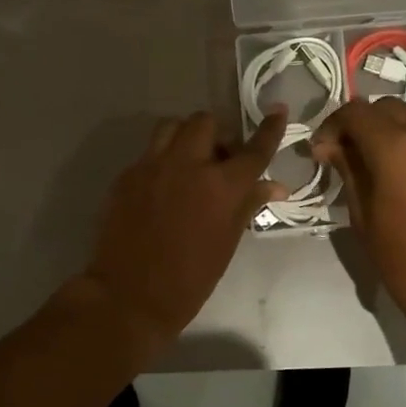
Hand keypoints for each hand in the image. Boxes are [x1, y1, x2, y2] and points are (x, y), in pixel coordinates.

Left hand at [81, 110, 286, 348]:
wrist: (129, 296)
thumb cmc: (189, 279)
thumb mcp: (227, 243)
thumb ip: (248, 205)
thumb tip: (274, 186)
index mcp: (219, 186)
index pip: (253, 149)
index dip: (269, 128)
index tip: (278, 110)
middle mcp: (186, 165)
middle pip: (205, 122)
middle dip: (218, 134)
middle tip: (221, 158)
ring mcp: (151, 166)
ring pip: (172, 126)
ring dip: (187, 136)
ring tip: (190, 161)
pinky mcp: (126, 175)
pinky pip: (150, 151)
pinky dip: (164, 158)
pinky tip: (165, 184)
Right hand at [311, 99, 405, 323]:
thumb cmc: (402, 258)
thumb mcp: (362, 215)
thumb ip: (347, 171)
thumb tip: (330, 146)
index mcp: (395, 146)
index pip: (354, 112)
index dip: (332, 126)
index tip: (321, 151)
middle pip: (385, 107)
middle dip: (360, 123)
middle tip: (345, 153)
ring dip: (388, 129)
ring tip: (374, 161)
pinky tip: (403, 173)